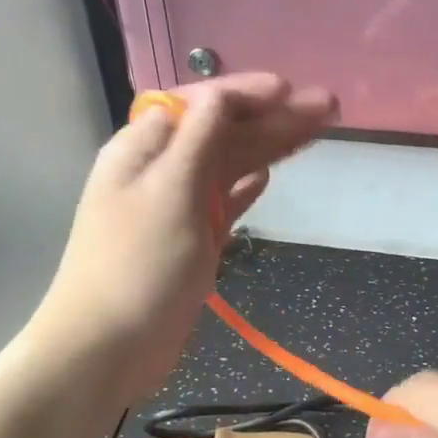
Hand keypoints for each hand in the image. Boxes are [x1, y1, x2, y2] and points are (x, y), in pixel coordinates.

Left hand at [37, 73, 335, 398]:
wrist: (109, 346)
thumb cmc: (138, 265)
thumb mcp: (170, 191)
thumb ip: (198, 140)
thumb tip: (219, 95)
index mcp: (145, 148)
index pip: (200, 104)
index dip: (246, 93)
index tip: (292, 91)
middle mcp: (161, 169)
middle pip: (223, 131)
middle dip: (272, 117)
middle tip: (328, 107)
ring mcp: (177, 207)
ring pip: (230, 165)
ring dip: (270, 147)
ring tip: (317, 132)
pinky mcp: (192, 241)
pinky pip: (224, 202)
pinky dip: (246, 187)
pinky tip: (268, 176)